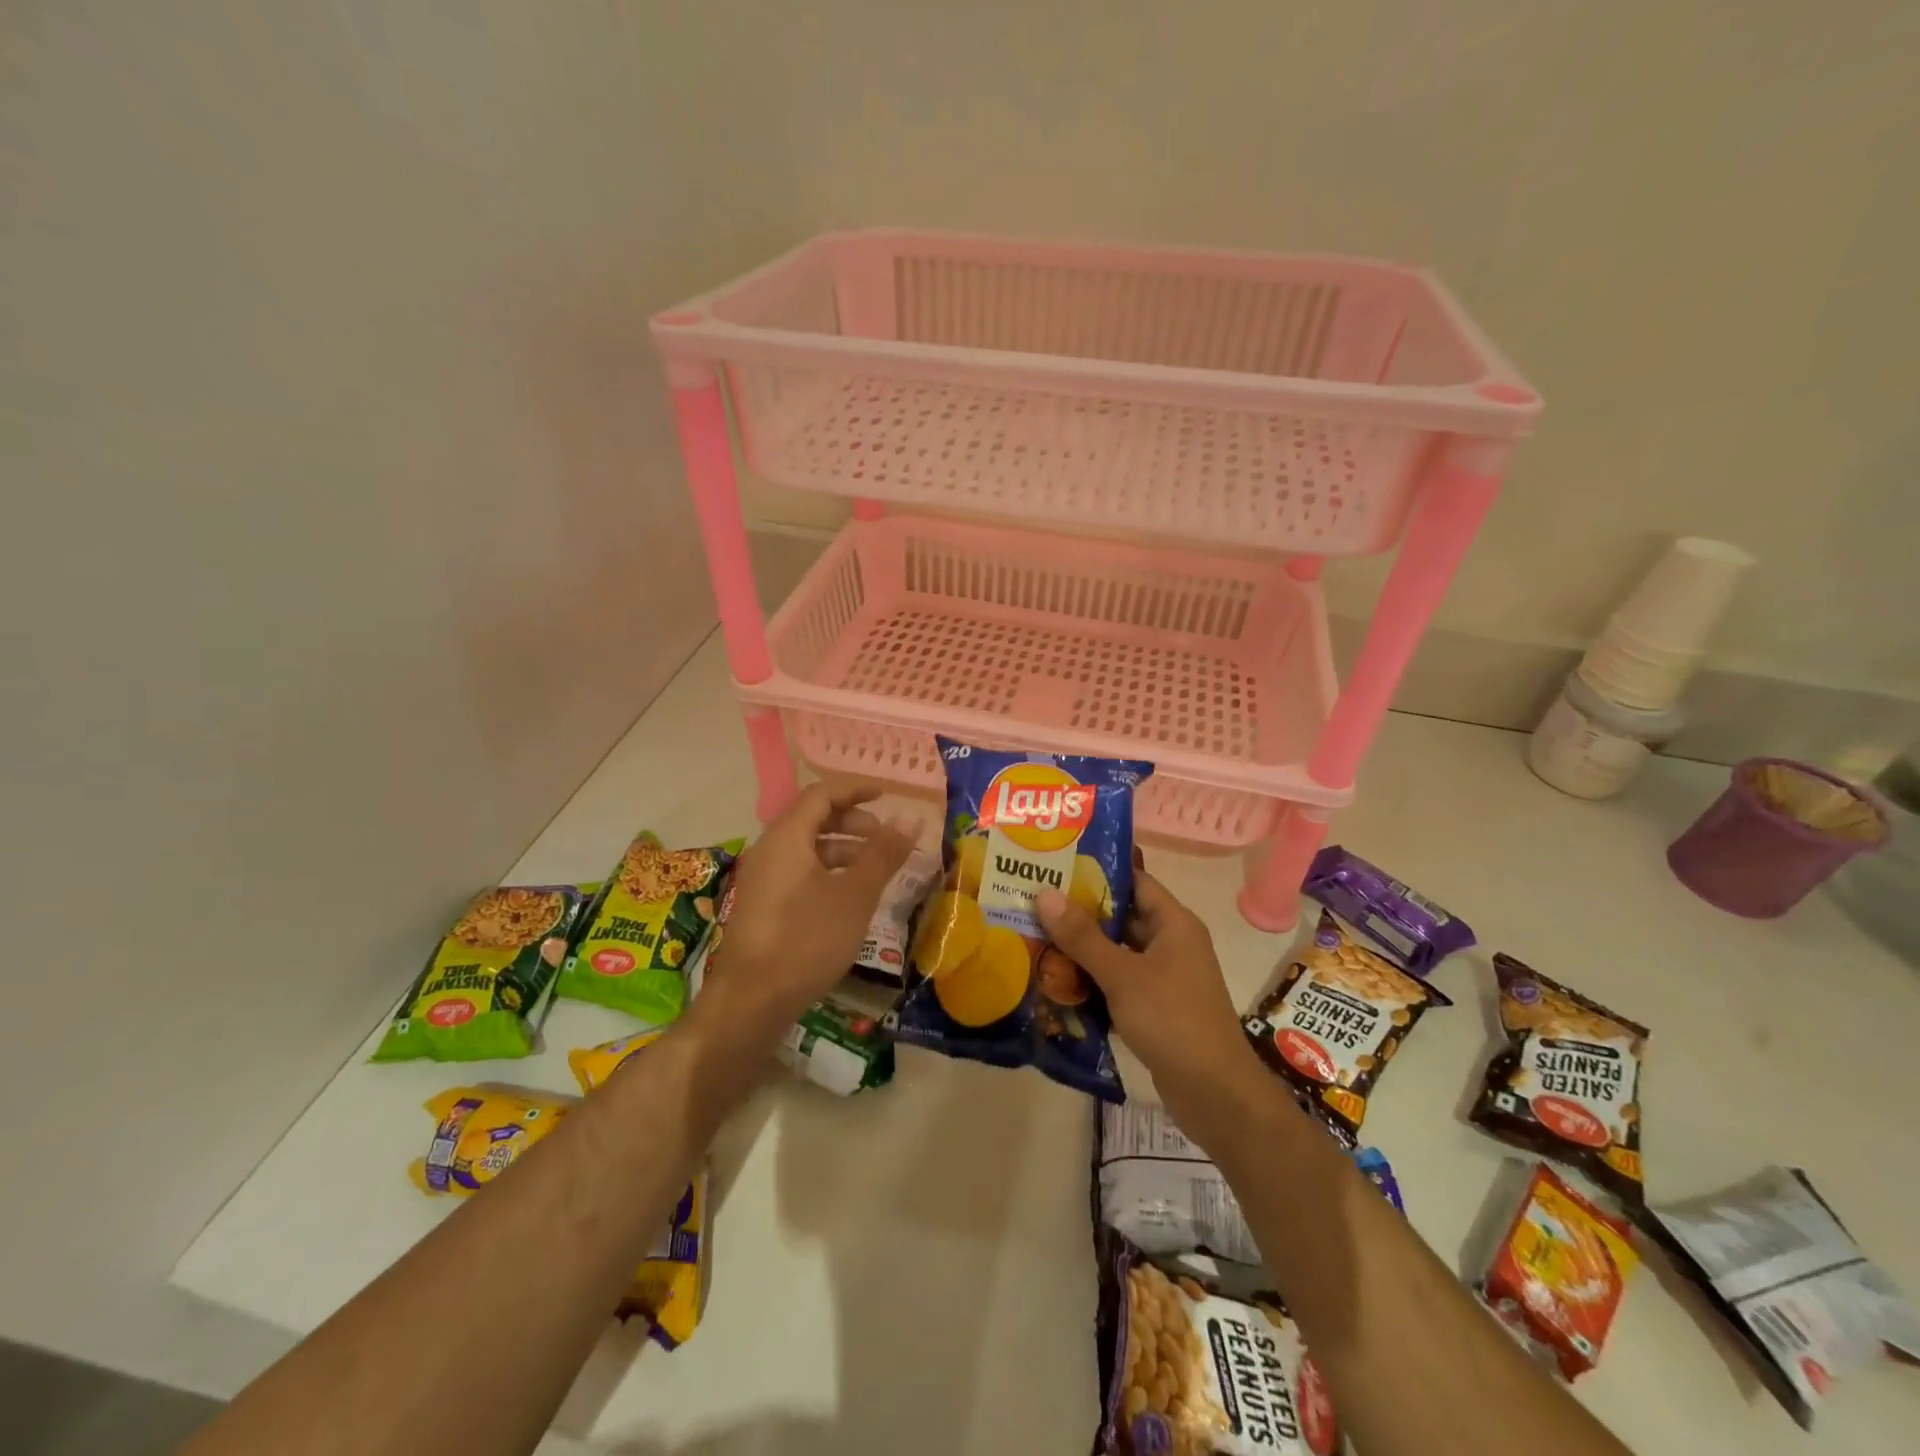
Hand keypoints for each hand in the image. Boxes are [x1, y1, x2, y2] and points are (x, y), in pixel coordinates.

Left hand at [696, 783, 917, 1036]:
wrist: (751, 1002)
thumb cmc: (807, 940)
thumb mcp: (855, 895)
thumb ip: (883, 854)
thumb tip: (910, 818)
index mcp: (786, 838)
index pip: (821, 795)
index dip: (855, 789)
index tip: (886, 794)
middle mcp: (769, 851)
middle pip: (812, 819)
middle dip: (852, 821)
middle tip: (884, 837)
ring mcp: (762, 880)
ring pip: (806, 848)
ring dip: (842, 849)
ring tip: (873, 870)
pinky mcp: (762, 907)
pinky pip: (798, 872)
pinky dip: (827, 871)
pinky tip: (848, 897)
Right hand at [1036, 871, 1263, 1134]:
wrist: (1215, 1093)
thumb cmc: (1172, 1020)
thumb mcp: (1122, 974)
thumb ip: (1082, 936)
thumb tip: (1044, 893)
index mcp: (1174, 923)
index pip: (1134, 880)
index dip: (1097, 871)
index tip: (1055, 865)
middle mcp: (1172, 943)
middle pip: (1122, 916)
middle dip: (1080, 912)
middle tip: (1034, 903)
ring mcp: (1165, 976)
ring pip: (1117, 951)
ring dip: (1083, 949)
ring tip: (1036, 936)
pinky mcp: (1156, 1006)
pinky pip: (1119, 981)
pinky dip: (1093, 979)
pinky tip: (1057, 981)